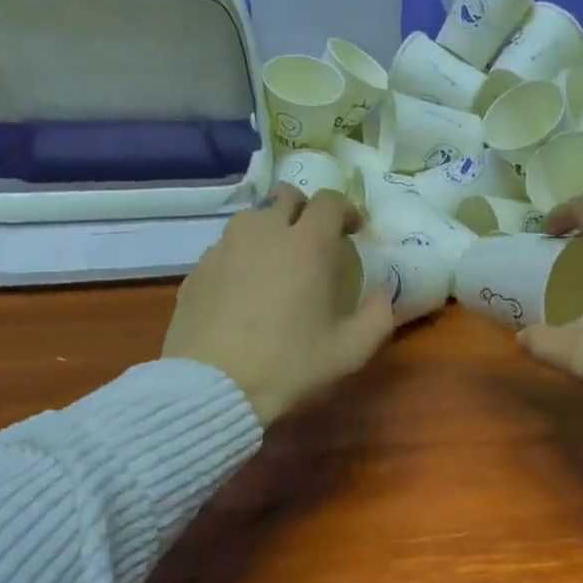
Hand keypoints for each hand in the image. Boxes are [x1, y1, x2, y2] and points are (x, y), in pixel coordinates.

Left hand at [163, 185, 392, 425]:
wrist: (213, 387)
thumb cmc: (290, 365)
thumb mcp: (351, 351)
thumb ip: (378, 314)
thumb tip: (385, 290)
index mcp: (308, 244)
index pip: (330, 202)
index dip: (346, 210)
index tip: (354, 231)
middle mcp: (264, 231)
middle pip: (286, 195)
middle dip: (305, 210)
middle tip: (314, 240)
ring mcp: (225, 247)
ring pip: (252, 217)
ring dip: (271, 227)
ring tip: (277, 260)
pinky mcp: (198, 268)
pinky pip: (226, 246)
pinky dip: (241, 255)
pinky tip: (244, 288)